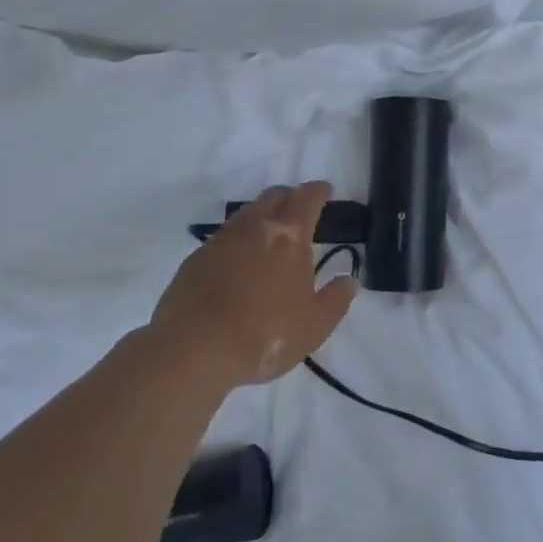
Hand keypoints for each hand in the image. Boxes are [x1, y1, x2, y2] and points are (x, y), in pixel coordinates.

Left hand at [150, 182, 358, 386]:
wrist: (192, 350)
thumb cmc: (264, 335)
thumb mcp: (314, 326)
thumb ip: (336, 300)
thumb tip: (350, 281)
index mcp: (289, 235)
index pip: (307, 197)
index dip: (319, 191)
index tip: (326, 191)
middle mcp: (255, 226)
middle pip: (274, 195)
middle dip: (290, 197)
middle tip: (299, 212)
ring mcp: (221, 240)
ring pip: (246, 213)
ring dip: (262, 216)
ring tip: (269, 236)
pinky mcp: (196, 259)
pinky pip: (223, 237)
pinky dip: (237, 240)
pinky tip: (238, 262)